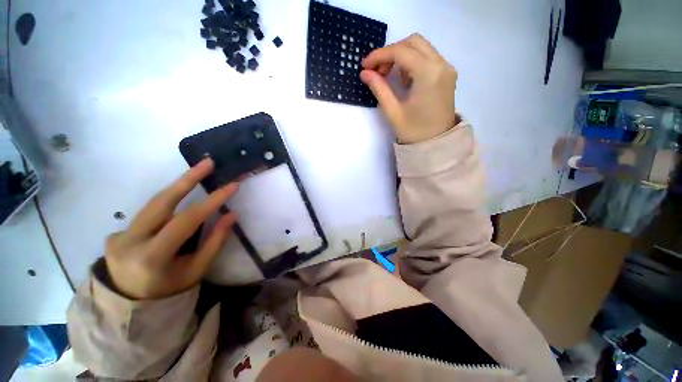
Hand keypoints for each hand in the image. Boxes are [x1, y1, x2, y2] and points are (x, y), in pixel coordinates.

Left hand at [104, 158, 237, 299]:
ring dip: (178, 186)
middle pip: (161, 202)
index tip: (232, 186)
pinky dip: (168, 202)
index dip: (211, 201)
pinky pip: (148, 212)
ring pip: (153, 203)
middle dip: (187, 179)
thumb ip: (215, 241)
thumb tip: (232, 214)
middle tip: (207, 162)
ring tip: (198, 171)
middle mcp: (129, 242)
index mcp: (152, 257)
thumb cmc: (170, 290)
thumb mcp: (197, 269)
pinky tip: (180, 196)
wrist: (129, 304)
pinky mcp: (116, 232)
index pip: (186, 220)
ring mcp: (118, 235)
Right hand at [360, 33, 457, 143]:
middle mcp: (441, 64)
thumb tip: (365, 73)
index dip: (380, 55)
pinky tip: (403, 79)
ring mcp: (446, 68)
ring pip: (421, 47)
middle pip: (413, 41)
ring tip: (388, 76)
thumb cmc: (414, 131)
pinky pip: (427, 57)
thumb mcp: (393, 112)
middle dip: (391, 52)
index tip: (365, 65)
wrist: (437, 144)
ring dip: (401, 56)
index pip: (401, 51)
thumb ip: (379, 89)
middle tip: (377, 70)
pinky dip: (412, 62)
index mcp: (428, 74)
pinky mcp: (447, 74)